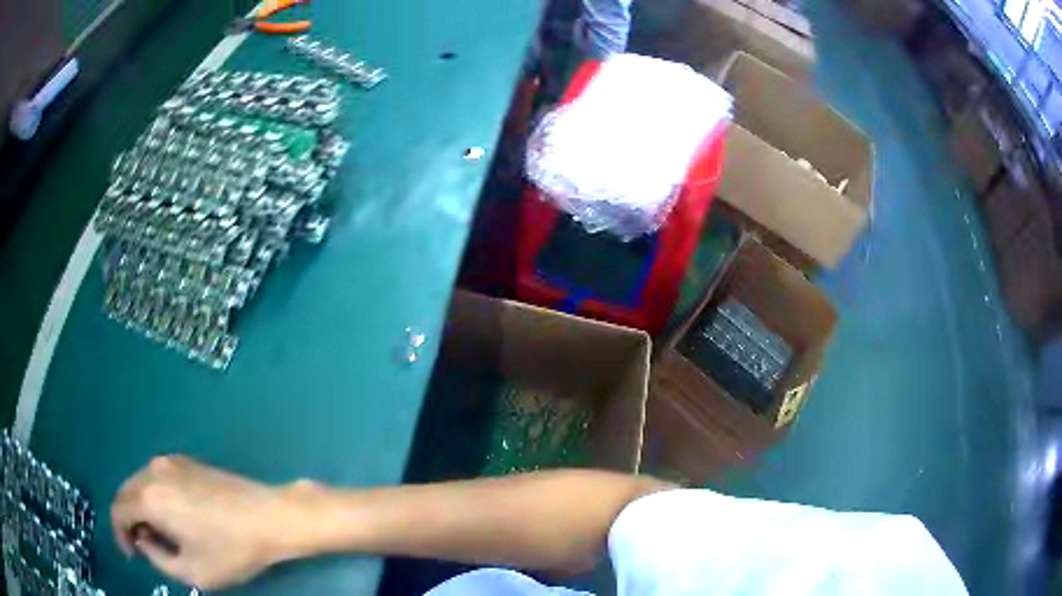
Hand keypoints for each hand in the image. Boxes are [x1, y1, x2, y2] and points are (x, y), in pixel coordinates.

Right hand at [111, 455, 309, 589]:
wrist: (268, 517)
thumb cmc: (231, 550)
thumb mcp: (192, 571)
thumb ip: (158, 559)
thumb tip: (143, 540)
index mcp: (150, 496)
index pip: (119, 511)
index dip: (120, 534)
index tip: (132, 554)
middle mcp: (154, 471)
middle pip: (126, 493)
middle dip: (129, 520)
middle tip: (145, 546)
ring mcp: (171, 462)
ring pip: (140, 483)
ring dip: (141, 508)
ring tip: (160, 535)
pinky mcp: (187, 461)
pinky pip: (157, 478)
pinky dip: (154, 496)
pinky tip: (173, 517)